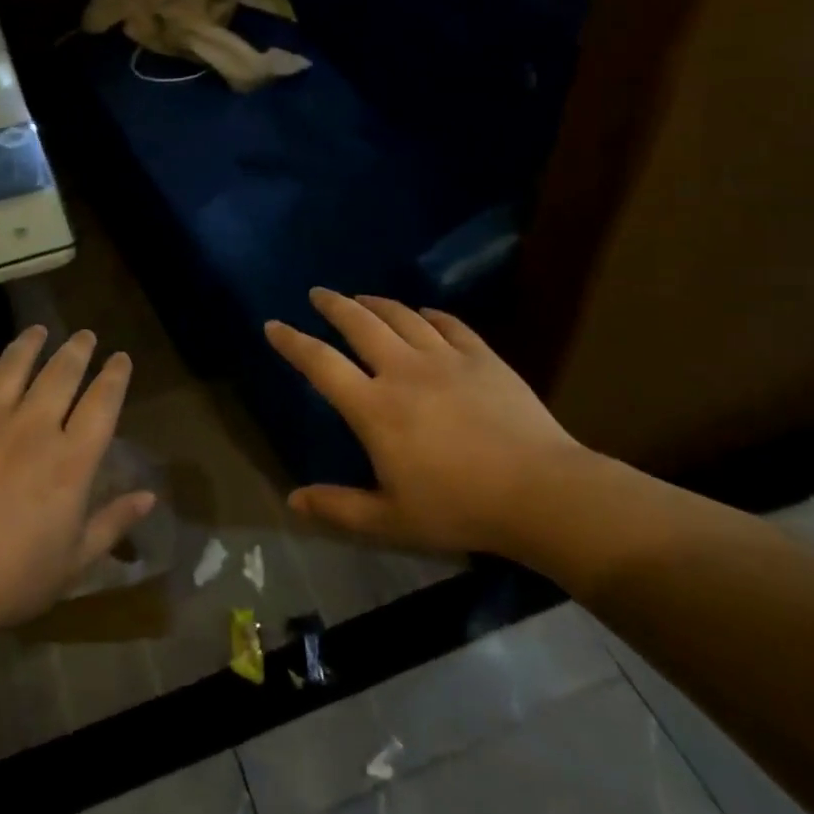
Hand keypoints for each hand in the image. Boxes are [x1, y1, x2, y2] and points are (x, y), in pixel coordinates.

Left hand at [0, 327, 153, 631]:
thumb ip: (112, 524)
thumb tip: (150, 496)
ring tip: (38, 330)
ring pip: (13, 366)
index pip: (102, 403)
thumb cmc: (6, 582)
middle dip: (77, 350)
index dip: (115, 376)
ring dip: (29, 344)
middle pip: (61, 373)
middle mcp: (33, 428)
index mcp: (70, 460)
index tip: (121, 358)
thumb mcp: (72, 564)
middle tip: (85, 335)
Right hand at [265, 290, 600, 555]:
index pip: (321, 364)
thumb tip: (292, 499)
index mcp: (375, 407)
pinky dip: (430, 315)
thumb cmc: (459, 508)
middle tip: (318, 294)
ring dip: (376, 303)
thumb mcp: (391, 519)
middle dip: (333, 305)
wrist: (539, 491)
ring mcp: (445, 358)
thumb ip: (339, 507)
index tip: (273, 325)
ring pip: (402, 316)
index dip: (292, 342)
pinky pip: (449, 324)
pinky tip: (424, 314)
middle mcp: (403, 370)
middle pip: (359, 324)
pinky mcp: (482, 356)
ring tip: (362, 298)